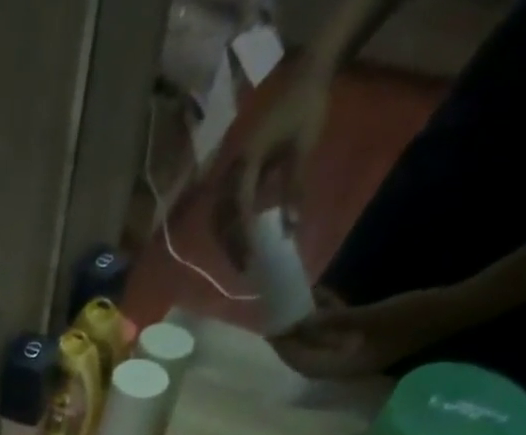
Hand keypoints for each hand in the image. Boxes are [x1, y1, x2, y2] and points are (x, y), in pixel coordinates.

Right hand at [212, 63, 332, 267]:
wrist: (307, 74)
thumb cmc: (306, 109)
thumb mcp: (302, 150)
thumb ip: (292, 190)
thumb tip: (289, 231)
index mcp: (243, 165)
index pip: (235, 214)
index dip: (240, 243)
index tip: (249, 264)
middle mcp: (229, 169)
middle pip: (220, 219)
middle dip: (230, 246)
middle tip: (244, 268)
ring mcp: (230, 168)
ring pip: (219, 214)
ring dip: (227, 238)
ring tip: (241, 256)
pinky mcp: (236, 168)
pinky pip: (226, 202)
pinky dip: (231, 223)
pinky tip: (242, 235)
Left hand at [271, 285, 481, 376]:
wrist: (455, 307)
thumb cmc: (415, 314)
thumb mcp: (372, 317)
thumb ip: (335, 322)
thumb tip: (301, 325)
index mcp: (346, 367)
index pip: (304, 364)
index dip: (286, 350)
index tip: (271, 331)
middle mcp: (347, 362)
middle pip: (309, 353)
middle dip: (292, 337)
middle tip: (275, 316)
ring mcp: (357, 348)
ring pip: (322, 339)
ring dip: (307, 322)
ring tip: (292, 302)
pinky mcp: (366, 333)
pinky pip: (338, 326)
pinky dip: (327, 313)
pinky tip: (318, 294)